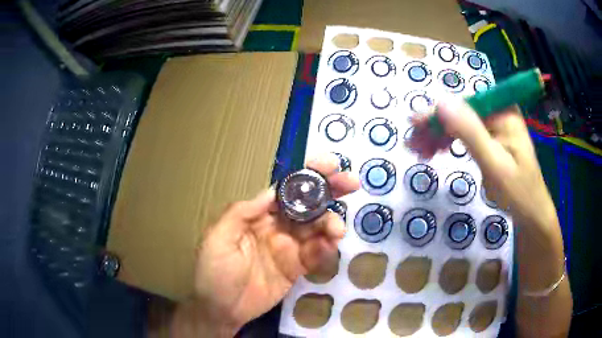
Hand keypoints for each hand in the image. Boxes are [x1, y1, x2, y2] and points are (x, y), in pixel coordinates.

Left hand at [172, 154, 359, 336]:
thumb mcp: (219, 236)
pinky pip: (316, 254)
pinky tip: (331, 245)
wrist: (221, 309)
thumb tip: (272, 191)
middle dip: (330, 190)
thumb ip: (244, 211)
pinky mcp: (297, 268)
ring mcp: (289, 248)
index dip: (308, 175)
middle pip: (308, 204)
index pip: (287, 190)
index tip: (331, 165)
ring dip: (331, 223)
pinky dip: (327, 248)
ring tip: (337, 229)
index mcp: (259, 215)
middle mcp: (277, 226)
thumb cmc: (214, 271)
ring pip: (317, 228)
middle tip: (352, 183)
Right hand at [409, 98, 571, 336]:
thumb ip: (470, 132)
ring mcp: (495, 126)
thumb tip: (441, 102)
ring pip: (459, 124)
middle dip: (435, 127)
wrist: (531, 215)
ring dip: (438, 136)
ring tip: (419, 151)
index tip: (414, 126)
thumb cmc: (518, 193)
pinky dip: (449, 143)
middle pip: (460, 112)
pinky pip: (465, 136)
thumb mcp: (495, 165)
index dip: (439, 112)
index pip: (465, 103)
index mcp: (504, 112)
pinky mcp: (491, 140)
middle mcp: (498, 113)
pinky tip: (435, 151)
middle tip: (413, 145)